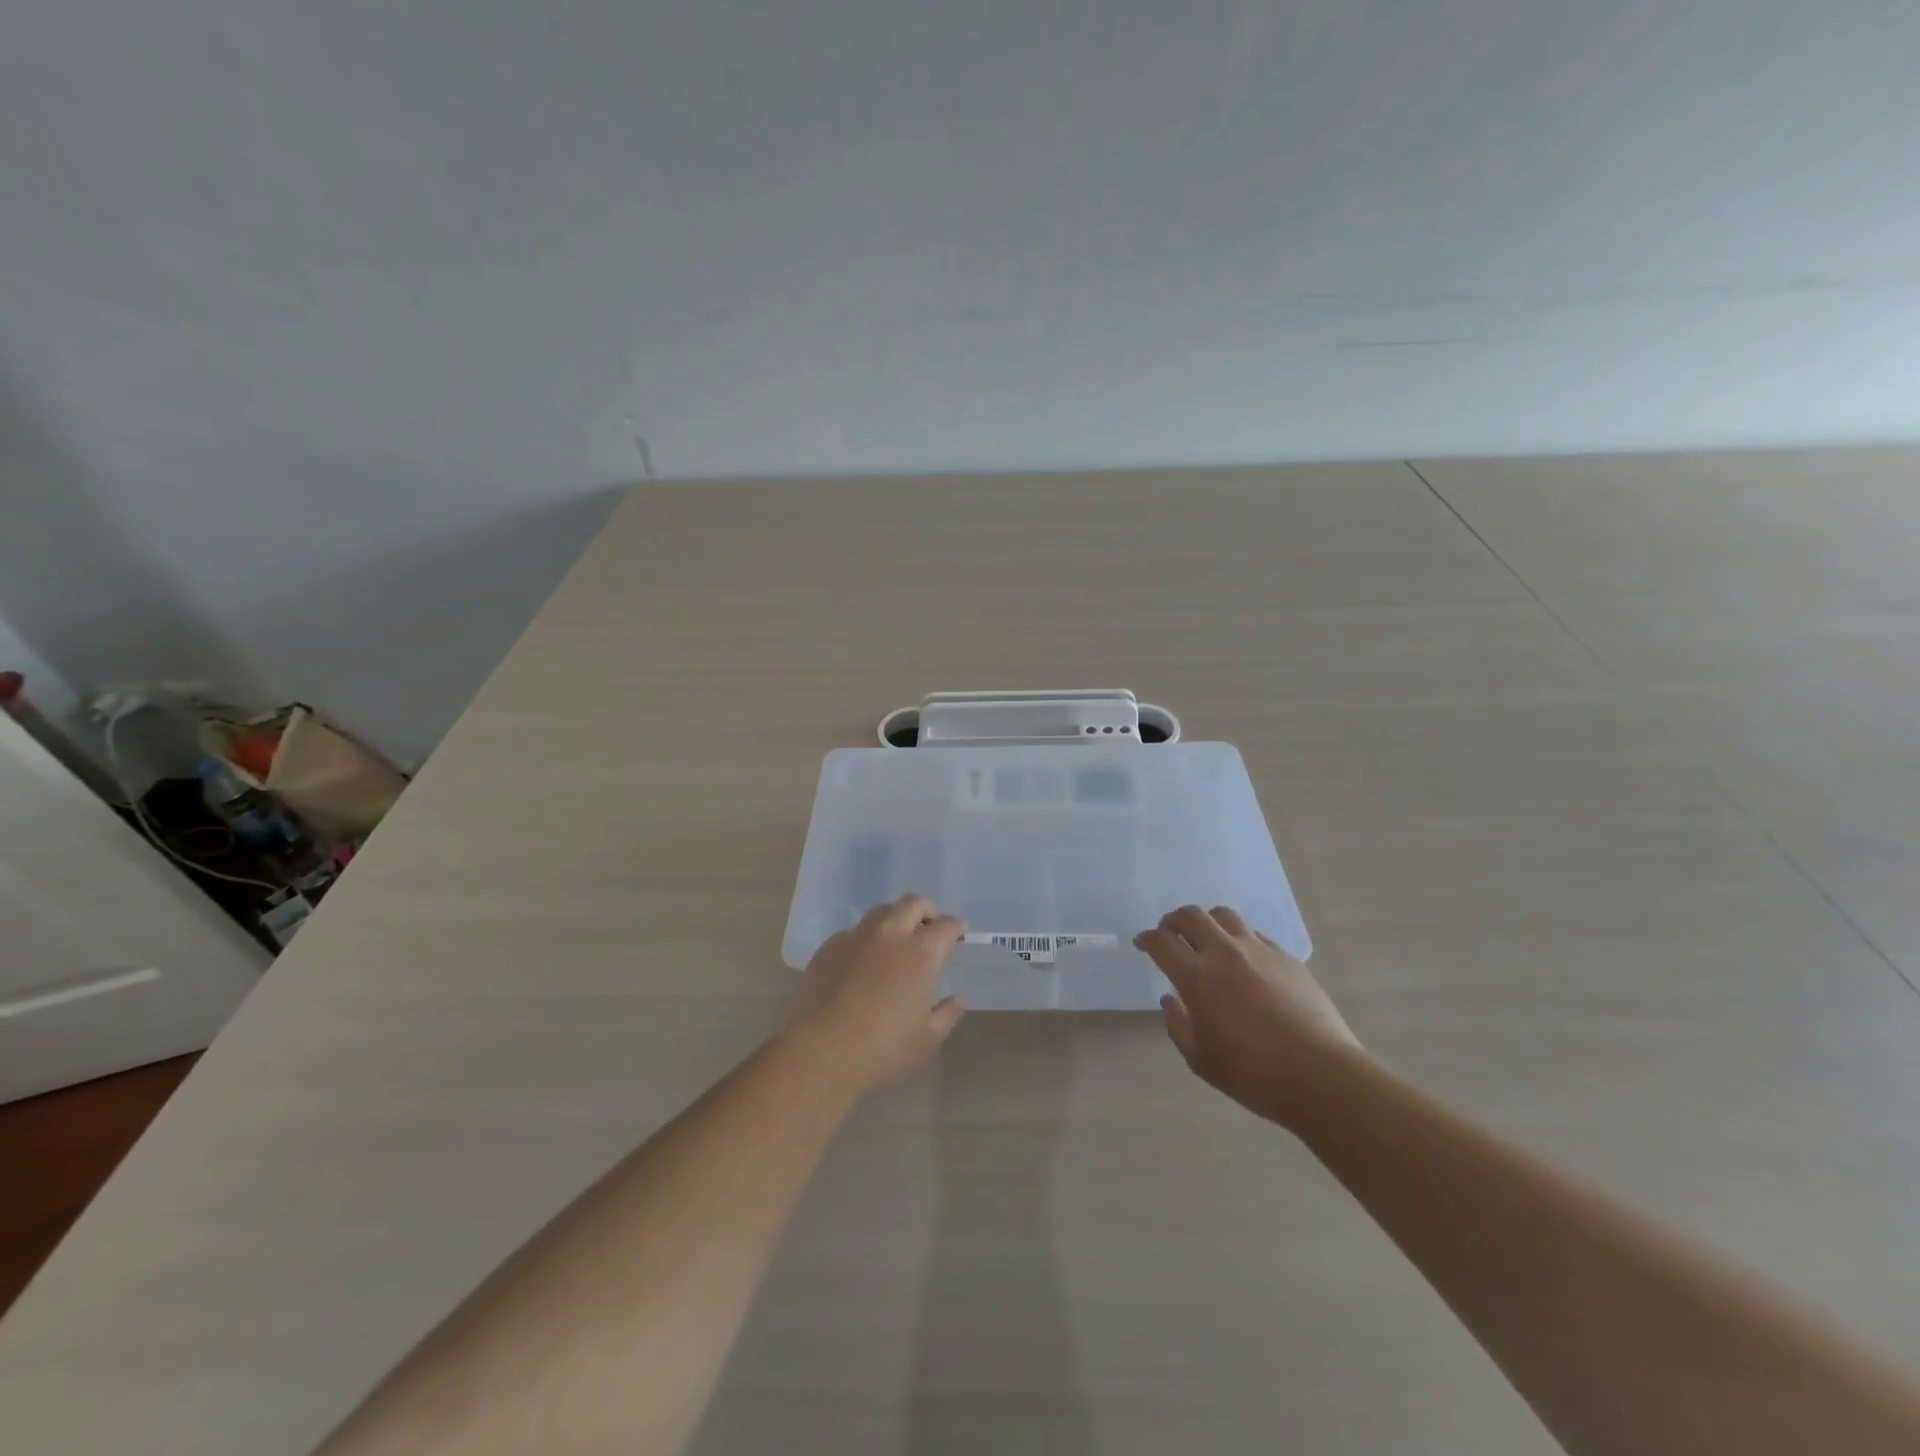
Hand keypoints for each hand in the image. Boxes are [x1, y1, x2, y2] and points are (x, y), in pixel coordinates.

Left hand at [789, 895, 967, 1094]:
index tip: (959, 933)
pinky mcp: (828, 948)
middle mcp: (890, 936)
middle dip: (926, 910)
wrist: (823, 1051)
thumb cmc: (884, 1049)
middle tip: (929, 928)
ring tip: (895, 940)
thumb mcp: (927, 1039)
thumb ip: (947, 1013)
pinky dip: (863, 940)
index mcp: (921, 953)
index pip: (945, 926)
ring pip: (880, 912)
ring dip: (894, 919)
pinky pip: (851, 933)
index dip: (956, 927)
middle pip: (912, 903)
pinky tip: (861, 962)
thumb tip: (958, 999)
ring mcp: (856, 938)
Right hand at [1136, 905, 1363, 1126]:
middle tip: (1170, 934)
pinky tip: (1245, 961)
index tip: (1143, 944)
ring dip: (1208, 923)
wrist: (1321, 1075)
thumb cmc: (1253, 1074)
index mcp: (1198, 977)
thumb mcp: (1201, 1060)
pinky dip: (1240, 940)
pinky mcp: (1287, 957)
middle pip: (1191, 916)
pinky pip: (1255, 935)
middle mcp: (1225, 953)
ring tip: (1207, 940)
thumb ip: (1178, 1026)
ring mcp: (1259, 951)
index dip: (1147, 939)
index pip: (1162, 942)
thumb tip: (1171, 1000)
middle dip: (1173, 921)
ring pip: (1224, 916)